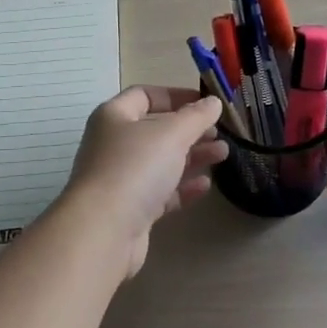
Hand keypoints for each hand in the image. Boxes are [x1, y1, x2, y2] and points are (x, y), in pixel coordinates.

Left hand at [58, 86, 227, 279]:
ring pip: (160, 161)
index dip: (175, 96)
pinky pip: (160, 192)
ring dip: (192, 157)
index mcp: (114, 117)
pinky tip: (205, 186)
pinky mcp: (129, 210)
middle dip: (189, 130)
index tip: (205, 103)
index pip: (144, 95)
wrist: (103, 231)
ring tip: (223, 154)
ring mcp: (120, 179)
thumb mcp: (171, 134)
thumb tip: (213, 101)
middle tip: (218, 132)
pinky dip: (182, 187)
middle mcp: (113, 144)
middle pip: (155, 130)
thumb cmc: (135, 168)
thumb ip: (196, 116)